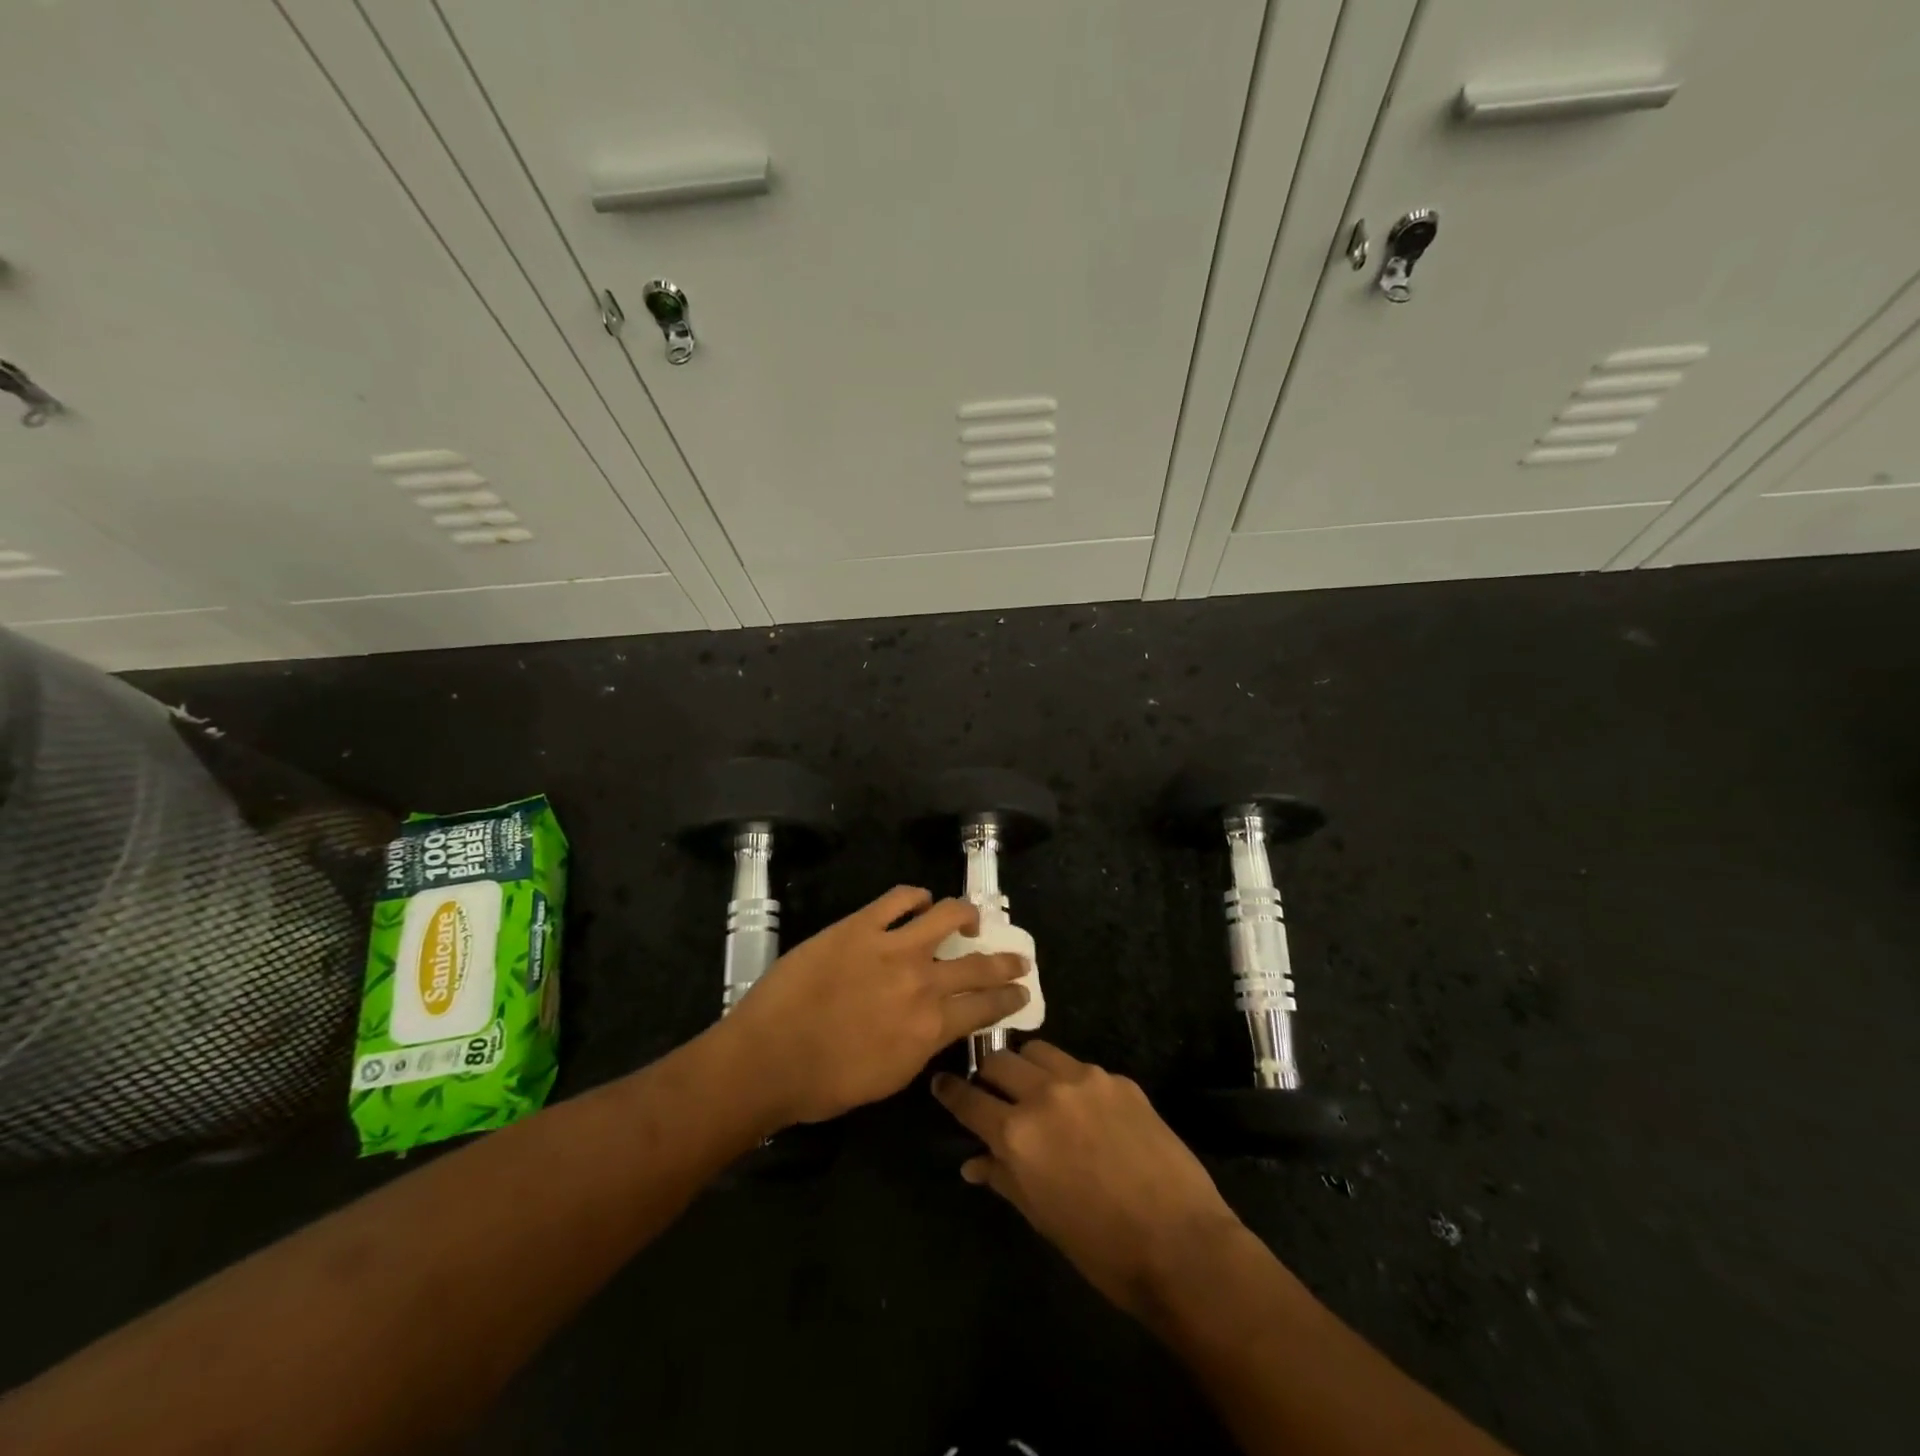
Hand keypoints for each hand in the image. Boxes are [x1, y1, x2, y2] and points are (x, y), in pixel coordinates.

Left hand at [723, 886, 1029, 1127]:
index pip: (986, 1007)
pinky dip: (916, 896)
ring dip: (967, 914)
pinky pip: (898, 898)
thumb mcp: (891, 1077)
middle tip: (1018, 958)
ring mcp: (892, 947)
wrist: (768, 1057)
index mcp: (931, 1027)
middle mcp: (922, 981)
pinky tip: (920, 900)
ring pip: (947, 915)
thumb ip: (923, 1044)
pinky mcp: (860, 925)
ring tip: (971, 917)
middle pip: (979, 964)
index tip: (1022, 991)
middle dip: (1006, 961)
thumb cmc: (825, 1083)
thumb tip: (938, 1022)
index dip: (1009, 998)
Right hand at [932, 1043, 1242, 1319]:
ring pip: (1038, 1051)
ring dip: (1027, 1066)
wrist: (1181, 1244)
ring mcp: (1084, 1080)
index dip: (950, 1090)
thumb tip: (974, 1162)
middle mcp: (1044, 1094)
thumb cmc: (1101, 1248)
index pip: (968, 1099)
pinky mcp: (1118, 1079)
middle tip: (989, 1088)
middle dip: (987, 1073)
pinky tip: (1082, 1108)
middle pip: (999, 1061)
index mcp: (1017, 1133)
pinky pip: (1079, 1068)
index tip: (941, 1082)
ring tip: (1033, 1087)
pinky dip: (1068, 1080)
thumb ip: (1003, 1178)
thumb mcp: (1041, 1217)